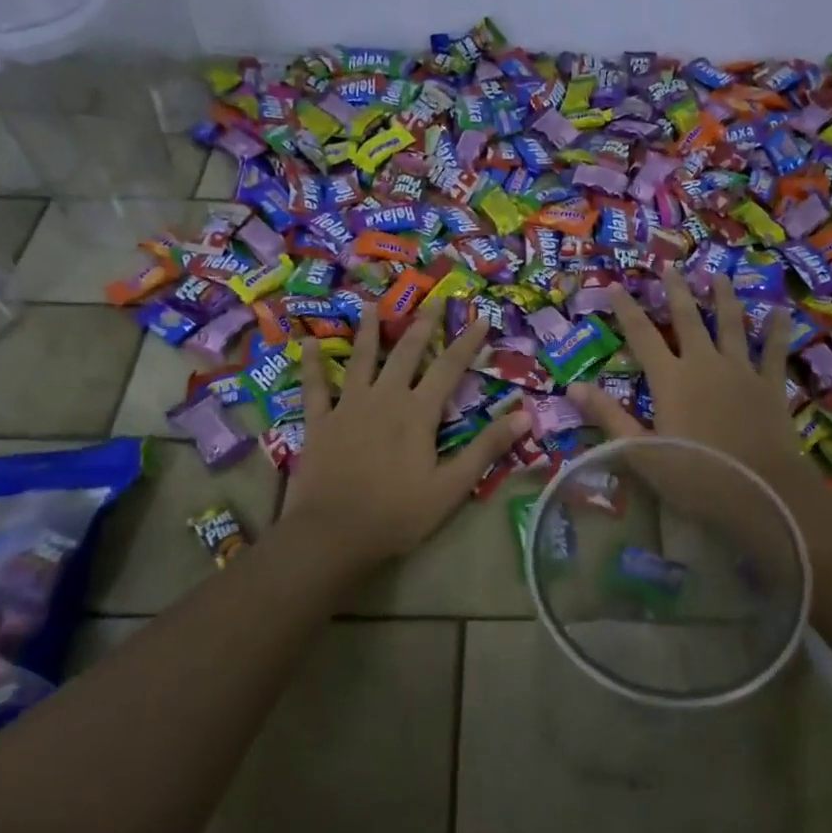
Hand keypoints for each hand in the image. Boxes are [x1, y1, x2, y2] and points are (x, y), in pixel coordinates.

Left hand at [282, 302, 527, 571]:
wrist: (333, 533)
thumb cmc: (398, 514)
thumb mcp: (451, 487)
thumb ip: (486, 448)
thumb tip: (524, 416)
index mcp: (418, 413)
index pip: (449, 368)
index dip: (467, 342)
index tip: (481, 318)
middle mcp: (384, 398)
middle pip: (406, 352)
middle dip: (423, 324)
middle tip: (434, 299)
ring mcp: (348, 406)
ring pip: (361, 359)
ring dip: (368, 330)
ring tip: (372, 304)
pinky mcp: (319, 422)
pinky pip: (315, 387)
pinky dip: (312, 365)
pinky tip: (307, 344)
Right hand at [569, 270, 822, 502]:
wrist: (760, 491)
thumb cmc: (694, 475)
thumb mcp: (640, 451)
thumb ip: (608, 416)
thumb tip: (574, 386)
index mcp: (670, 379)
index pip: (642, 336)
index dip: (628, 310)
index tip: (618, 286)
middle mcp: (704, 364)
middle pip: (688, 319)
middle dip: (676, 291)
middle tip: (670, 266)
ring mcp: (741, 371)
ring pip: (731, 325)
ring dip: (723, 299)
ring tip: (718, 277)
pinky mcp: (771, 386)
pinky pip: (774, 351)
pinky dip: (777, 331)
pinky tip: (781, 312)